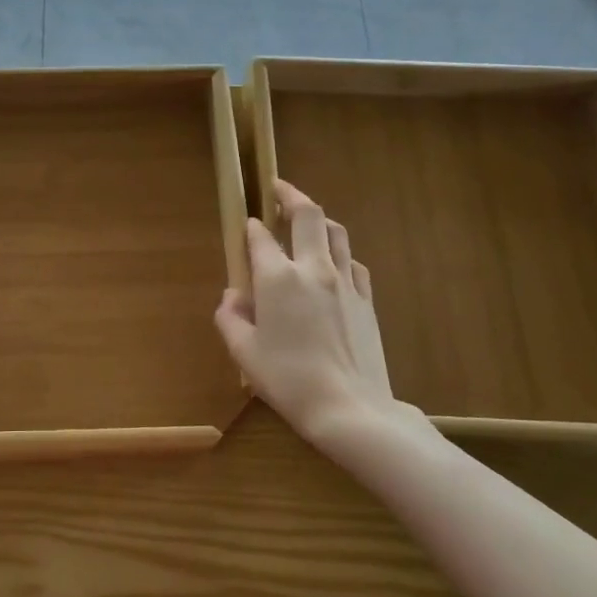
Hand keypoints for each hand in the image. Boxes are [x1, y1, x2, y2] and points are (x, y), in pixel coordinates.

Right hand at [214, 180, 403, 450]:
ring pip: (336, 232)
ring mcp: (346, 282)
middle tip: (279, 188)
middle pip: (308, 215)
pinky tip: (333, 263)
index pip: (261, 237)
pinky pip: (353, 262)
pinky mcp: (366, 299)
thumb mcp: (244, 352)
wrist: (350, 408)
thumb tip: (232, 296)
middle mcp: (313, 269)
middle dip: (291, 195)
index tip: (247, 224)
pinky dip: (339, 253)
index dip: (251, 227)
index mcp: (277, 279)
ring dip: (318, 219)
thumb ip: (230, 318)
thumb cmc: (288, 381)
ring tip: (306, 219)